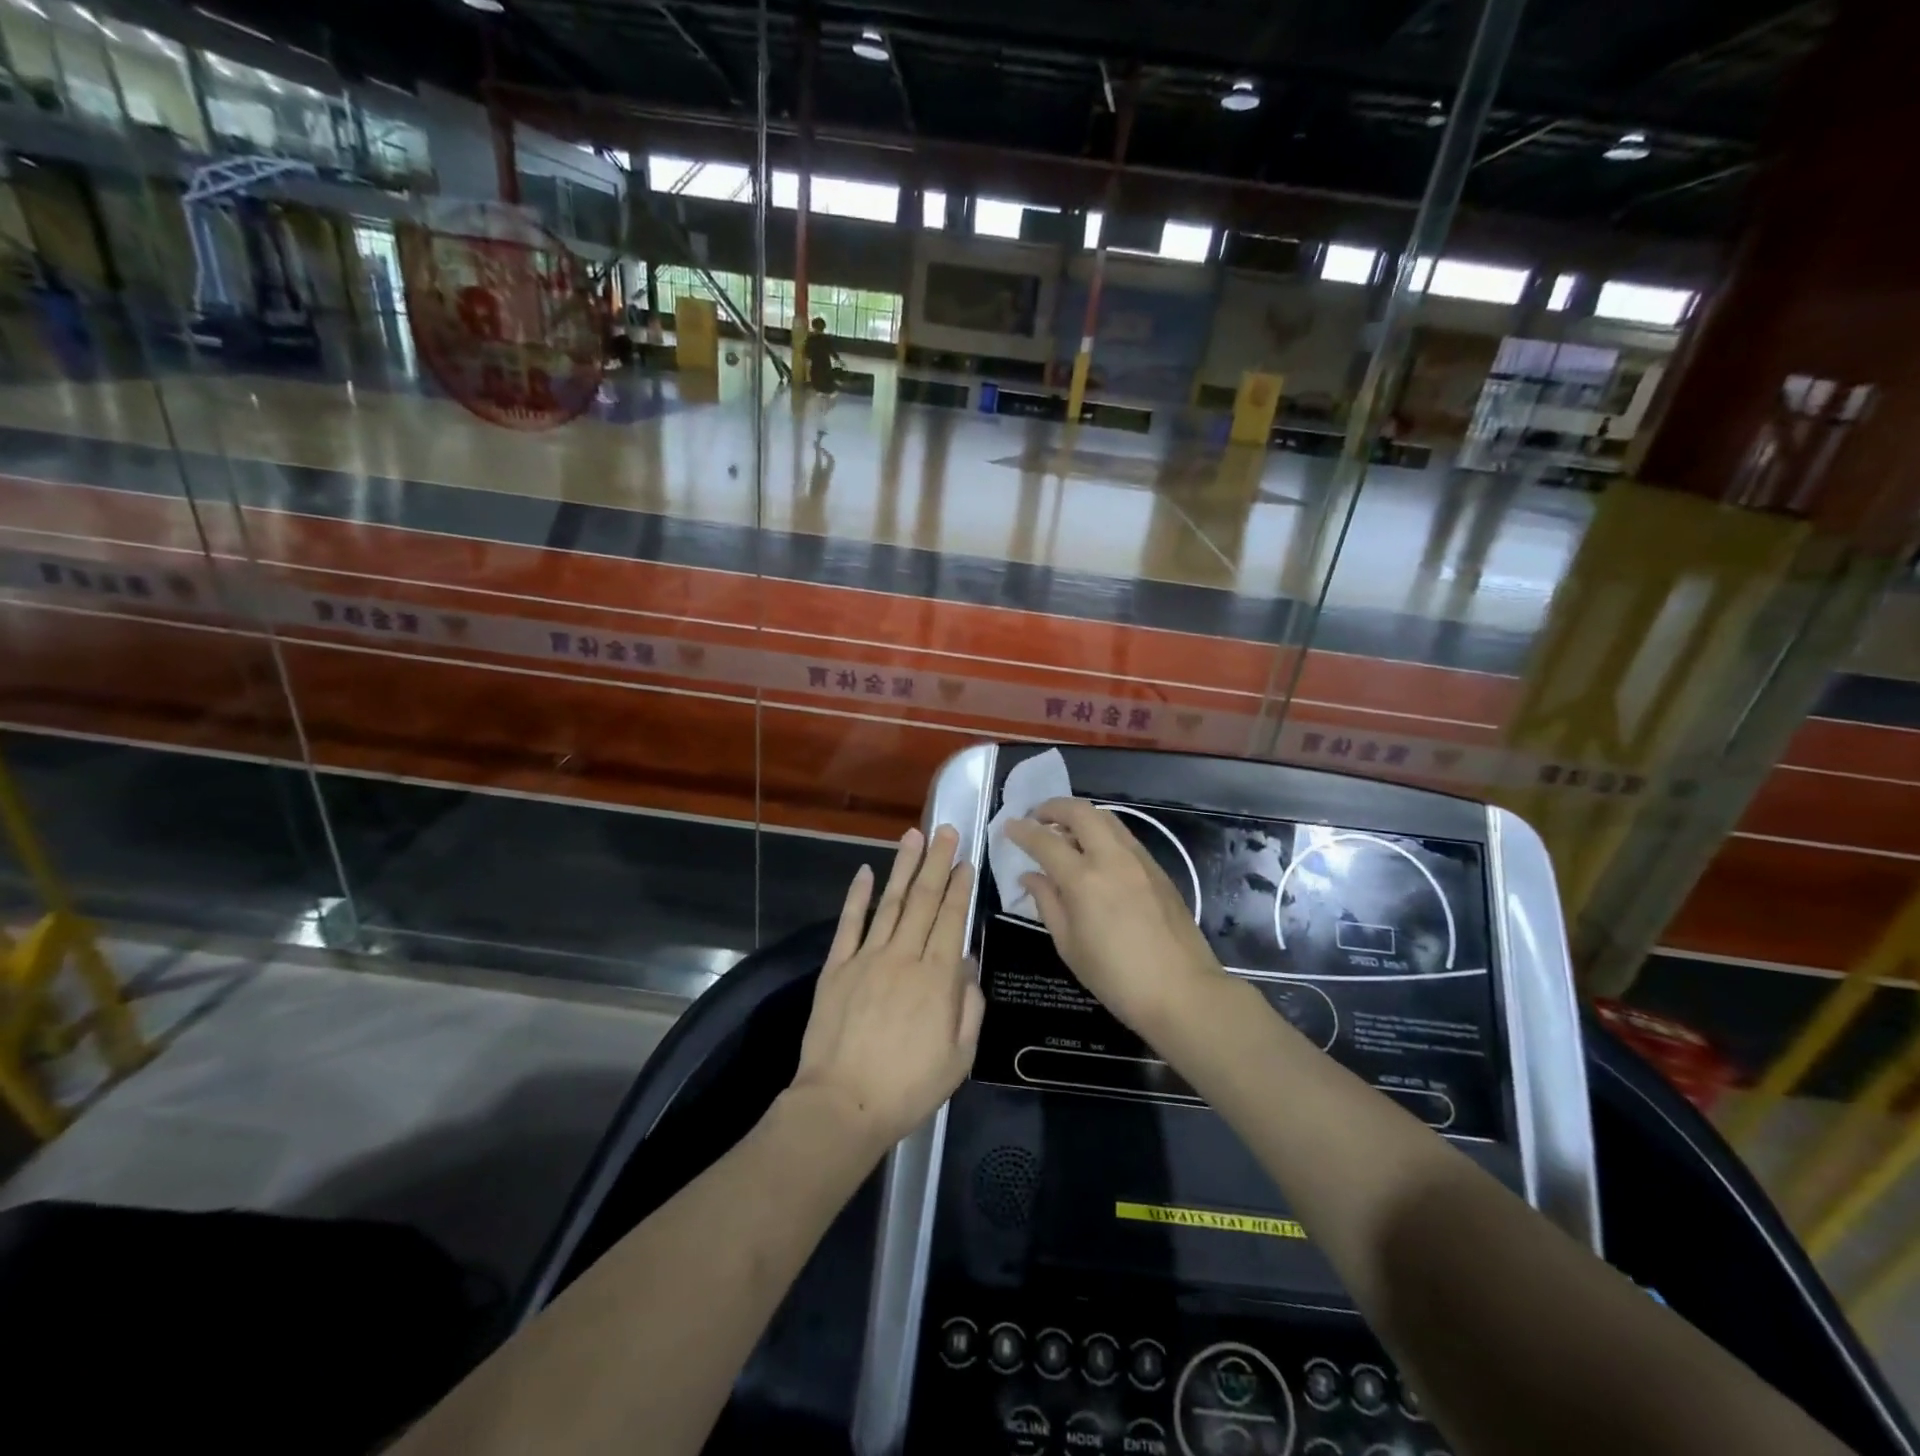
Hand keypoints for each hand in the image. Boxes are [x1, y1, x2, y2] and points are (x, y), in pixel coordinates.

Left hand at [790, 825, 984, 1155]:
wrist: (843, 1105)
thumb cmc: (908, 1087)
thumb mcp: (959, 1057)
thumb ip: (969, 1006)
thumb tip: (967, 964)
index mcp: (937, 978)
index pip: (951, 919)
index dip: (959, 886)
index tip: (965, 860)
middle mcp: (904, 956)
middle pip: (923, 900)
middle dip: (937, 861)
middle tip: (945, 830)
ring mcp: (867, 958)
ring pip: (889, 902)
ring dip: (903, 867)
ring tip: (913, 836)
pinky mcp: (837, 967)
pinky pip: (849, 923)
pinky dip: (858, 895)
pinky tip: (866, 871)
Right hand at [1005, 798, 1226, 1032]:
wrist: (1182, 991)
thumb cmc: (1116, 977)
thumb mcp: (1069, 945)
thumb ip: (1047, 903)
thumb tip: (1030, 876)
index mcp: (1084, 880)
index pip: (1045, 841)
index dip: (1022, 831)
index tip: (1008, 826)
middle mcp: (1112, 858)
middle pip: (1080, 812)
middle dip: (1053, 807)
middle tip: (1037, 818)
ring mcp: (1139, 860)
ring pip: (1106, 818)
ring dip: (1080, 817)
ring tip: (1064, 834)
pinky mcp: (1157, 869)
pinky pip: (1123, 836)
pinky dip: (1101, 832)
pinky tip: (1095, 854)